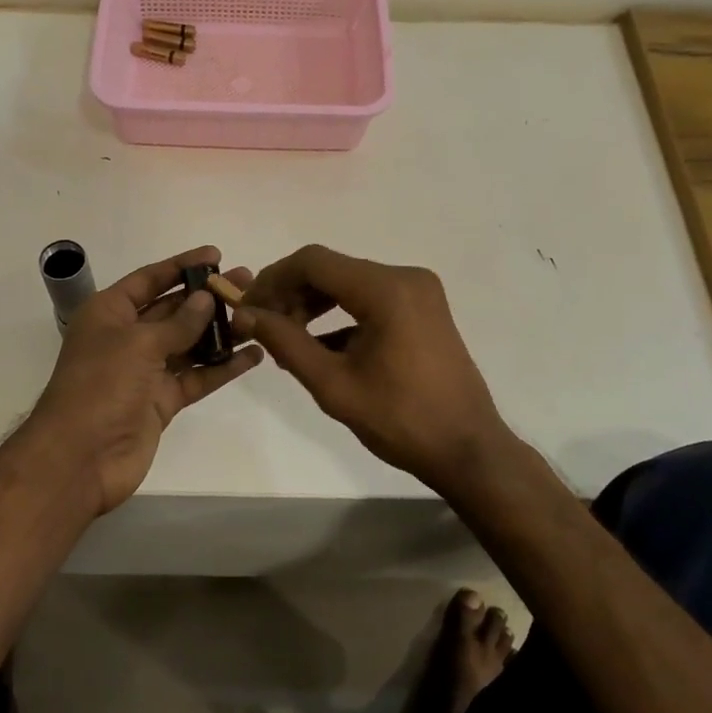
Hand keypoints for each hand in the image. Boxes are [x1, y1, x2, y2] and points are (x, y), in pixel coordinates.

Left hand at [25, 245, 261, 515]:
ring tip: (257, 315)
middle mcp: (127, 337)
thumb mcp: (138, 343)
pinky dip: (223, 367)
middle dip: (208, 297)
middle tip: (247, 282)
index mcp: (109, 313)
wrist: (81, 457)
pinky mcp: (162, 400)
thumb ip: (178, 323)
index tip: (216, 254)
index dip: (182, 265)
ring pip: (189, 343)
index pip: (149, 279)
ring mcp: (145, 371)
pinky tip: (252, 355)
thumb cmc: (101, 385)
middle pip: (173, 309)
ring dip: (220, 330)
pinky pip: (197, 377)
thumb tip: (205, 299)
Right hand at [232, 245, 510, 495]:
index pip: (313, 262)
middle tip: (261, 326)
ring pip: (348, 283)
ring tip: (285, 339)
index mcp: (387, 289)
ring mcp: (418, 291)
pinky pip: (369, 299)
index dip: (272, 279)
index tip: (246, 308)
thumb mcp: (333, 384)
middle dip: (291, 293)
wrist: (467, 450)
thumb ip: (285, 342)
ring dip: (313, 304)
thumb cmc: (400, 420)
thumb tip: (244, 314)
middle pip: (331, 269)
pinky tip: (318, 347)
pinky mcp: (422, 308)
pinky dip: (340, 316)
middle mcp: (405, 277)